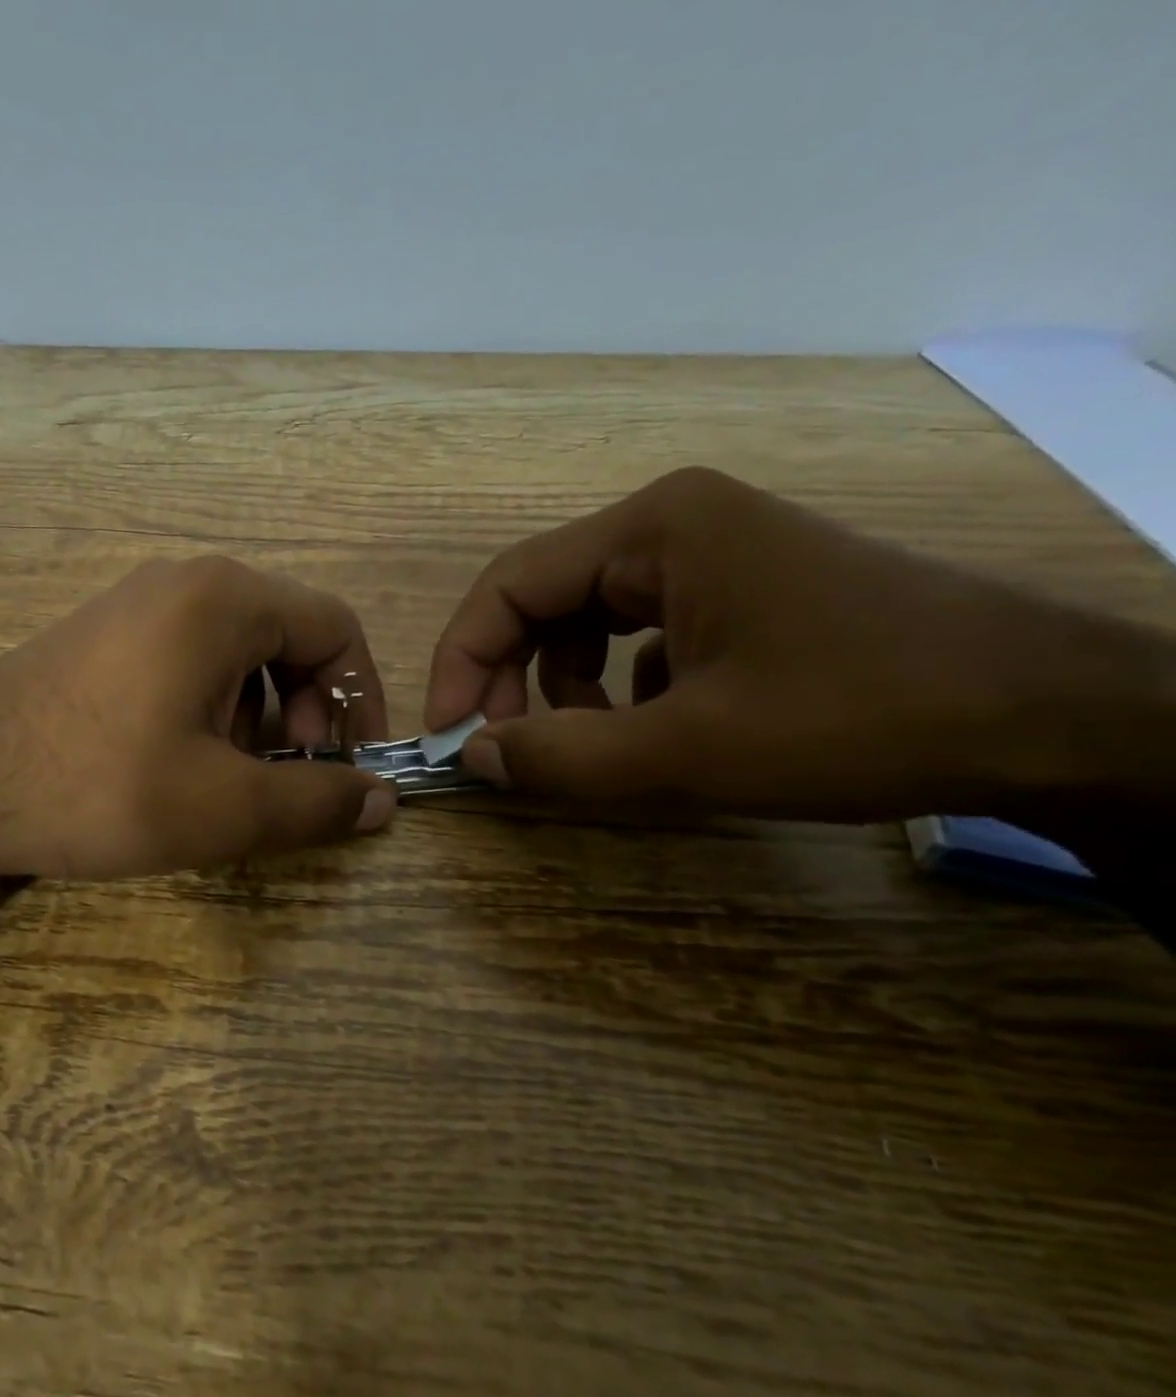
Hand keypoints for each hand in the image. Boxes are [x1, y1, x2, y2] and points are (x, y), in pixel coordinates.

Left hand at [0, 556, 396, 878]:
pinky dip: (211, 707)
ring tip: (229, 778)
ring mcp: (135, 604)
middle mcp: (184, 582)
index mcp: (225, 600)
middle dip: (306, 712)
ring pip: (236, 652)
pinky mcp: (102, 636)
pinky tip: (179, 761)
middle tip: (286, 778)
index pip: (335, 629)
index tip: (349, 765)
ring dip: (258, 715)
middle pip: (287, 638)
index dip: (360, 699)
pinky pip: (187, 659)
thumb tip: (382, 801)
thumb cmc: (98, 786)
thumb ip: (316, 802)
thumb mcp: (224, 807)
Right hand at [425, 467, 1175, 824]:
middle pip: (543, 601)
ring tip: (597, 746)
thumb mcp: (692, 752)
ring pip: (585, 621)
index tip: (451, 736)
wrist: (1058, 719)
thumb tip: (474, 758)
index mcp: (652, 529)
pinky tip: (658, 727)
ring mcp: (709, 553)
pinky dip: (621, 686)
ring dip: (566, 689)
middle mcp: (671, 523)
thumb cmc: (862, 718)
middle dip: (513, 680)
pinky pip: (638, 634)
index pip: (509, 586)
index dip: (462, 663)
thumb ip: (564, 758)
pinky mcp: (738, 590)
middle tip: (511, 752)